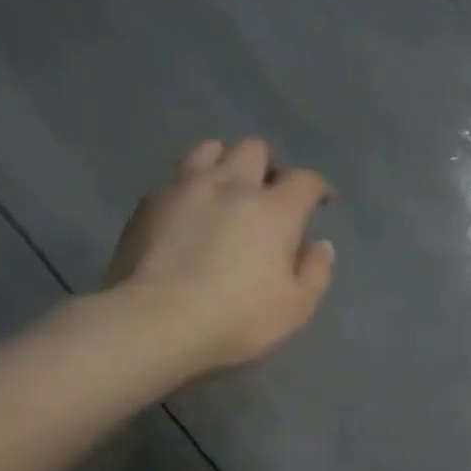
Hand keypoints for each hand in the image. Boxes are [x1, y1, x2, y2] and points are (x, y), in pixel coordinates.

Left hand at [102, 137, 335, 379]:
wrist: (154, 321)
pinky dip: (192, 186)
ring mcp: (185, 188)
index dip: (318, 187)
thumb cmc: (237, 317)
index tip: (321, 202)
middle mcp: (231, 185)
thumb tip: (319, 246)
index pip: (305, 180)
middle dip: (270, 166)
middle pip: (255, 149)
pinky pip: (177, 177)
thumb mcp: (296, 307)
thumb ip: (315, 272)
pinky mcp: (149, 202)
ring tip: (228, 190)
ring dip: (227, 163)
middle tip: (271, 193)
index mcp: (274, 209)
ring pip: (210, 149)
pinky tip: (192, 212)